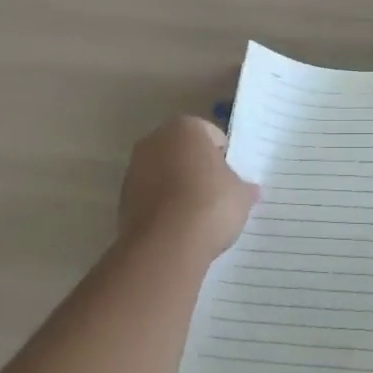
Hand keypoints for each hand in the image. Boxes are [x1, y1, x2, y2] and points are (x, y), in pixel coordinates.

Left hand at [118, 116, 258, 262]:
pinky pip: (150, 198)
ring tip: (196, 216)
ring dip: (177, 188)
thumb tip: (251, 190)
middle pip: (183, 152)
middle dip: (196, 169)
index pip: (212, 136)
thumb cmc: (211, 204)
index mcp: (185, 127)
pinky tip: (178, 228)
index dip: (224, 158)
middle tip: (215, 195)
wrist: (167, 244)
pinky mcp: (122, 200)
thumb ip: (244, 187)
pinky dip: (162, 208)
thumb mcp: (241, 195)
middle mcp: (154, 140)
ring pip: (164, 174)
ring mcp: (134, 170)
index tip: (230, 180)